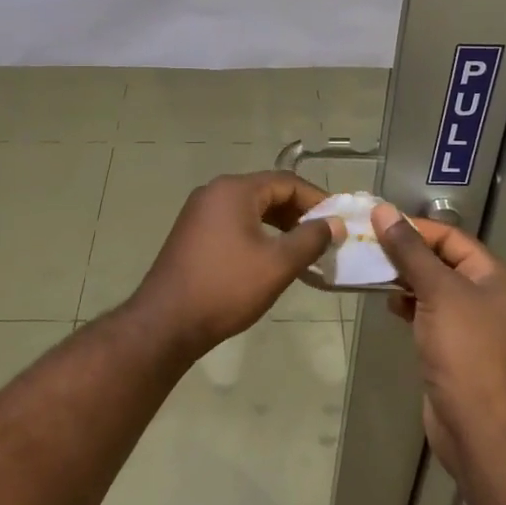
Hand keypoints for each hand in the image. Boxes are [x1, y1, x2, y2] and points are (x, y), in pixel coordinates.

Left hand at [128, 170, 340, 357]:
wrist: (166, 323)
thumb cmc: (226, 287)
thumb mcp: (277, 264)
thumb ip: (310, 239)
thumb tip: (334, 224)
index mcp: (234, 190)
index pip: (286, 182)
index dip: (317, 199)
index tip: (339, 221)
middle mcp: (214, 192)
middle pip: (267, 192)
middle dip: (299, 213)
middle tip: (324, 237)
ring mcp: (199, 212)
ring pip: (251, 209)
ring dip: (280, 225)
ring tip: (303, 250)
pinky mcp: (192, 233)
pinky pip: (234, 223)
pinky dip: (258, 234)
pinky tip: (271, 259)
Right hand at [373, 203, 505, 474]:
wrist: (477, 425)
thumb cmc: (464, 350)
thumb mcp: (437, 292)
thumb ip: (409, 251)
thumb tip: (383, 211)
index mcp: (493, 276)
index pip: (451, 237)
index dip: (415, 228)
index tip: (376, 224)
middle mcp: (485, 294)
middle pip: (441, 260)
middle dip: (405, 253)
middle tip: (367, 246)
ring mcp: (469, 322)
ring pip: (431, 287)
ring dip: (403, 278)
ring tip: (371, 272)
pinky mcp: (452, 346)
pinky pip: (427, 312)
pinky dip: (407, 304)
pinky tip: (387, 304)